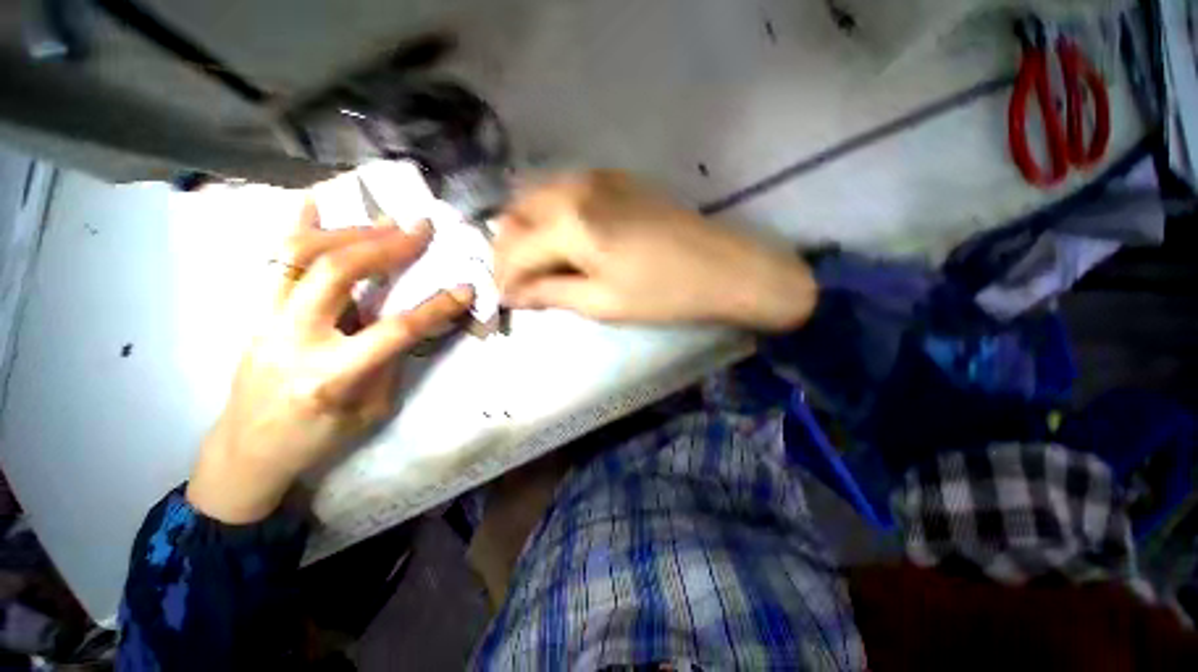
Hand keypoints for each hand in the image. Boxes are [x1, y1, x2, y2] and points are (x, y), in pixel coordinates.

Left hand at [187, 199, 474, 523]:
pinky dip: (297, 226)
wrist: (247, 451)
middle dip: (384, 245)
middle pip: (337, 274)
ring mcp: (266, 319)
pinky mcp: (256, 311)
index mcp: (332, 375)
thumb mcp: (371, 410)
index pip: (394, 330)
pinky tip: (316, 201)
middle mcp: (293, 338)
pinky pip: (274, 260)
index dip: (435, 307)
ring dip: (348, 231)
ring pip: (298, 255)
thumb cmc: (317, 439)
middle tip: (419, 228)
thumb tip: (412, 322)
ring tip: (385, 221)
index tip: (465, 288)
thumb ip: (391, 360)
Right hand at [495, 171, 816, 330]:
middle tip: (517, 283)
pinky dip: (551, 218)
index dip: (503, 278)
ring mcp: (596, 176)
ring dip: (527, 232)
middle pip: (516, 215)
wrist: (724, 268)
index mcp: (570, 221)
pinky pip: (564, 193)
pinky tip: (563, 242)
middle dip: (508, 251)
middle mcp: (575, 186)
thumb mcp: (602, 303)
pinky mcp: (615, 178)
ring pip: (537, 199)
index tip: (504, 301)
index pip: (515, 249)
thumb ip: (550, 293)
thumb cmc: (664, 294)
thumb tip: (512, 294)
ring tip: (536, 266)